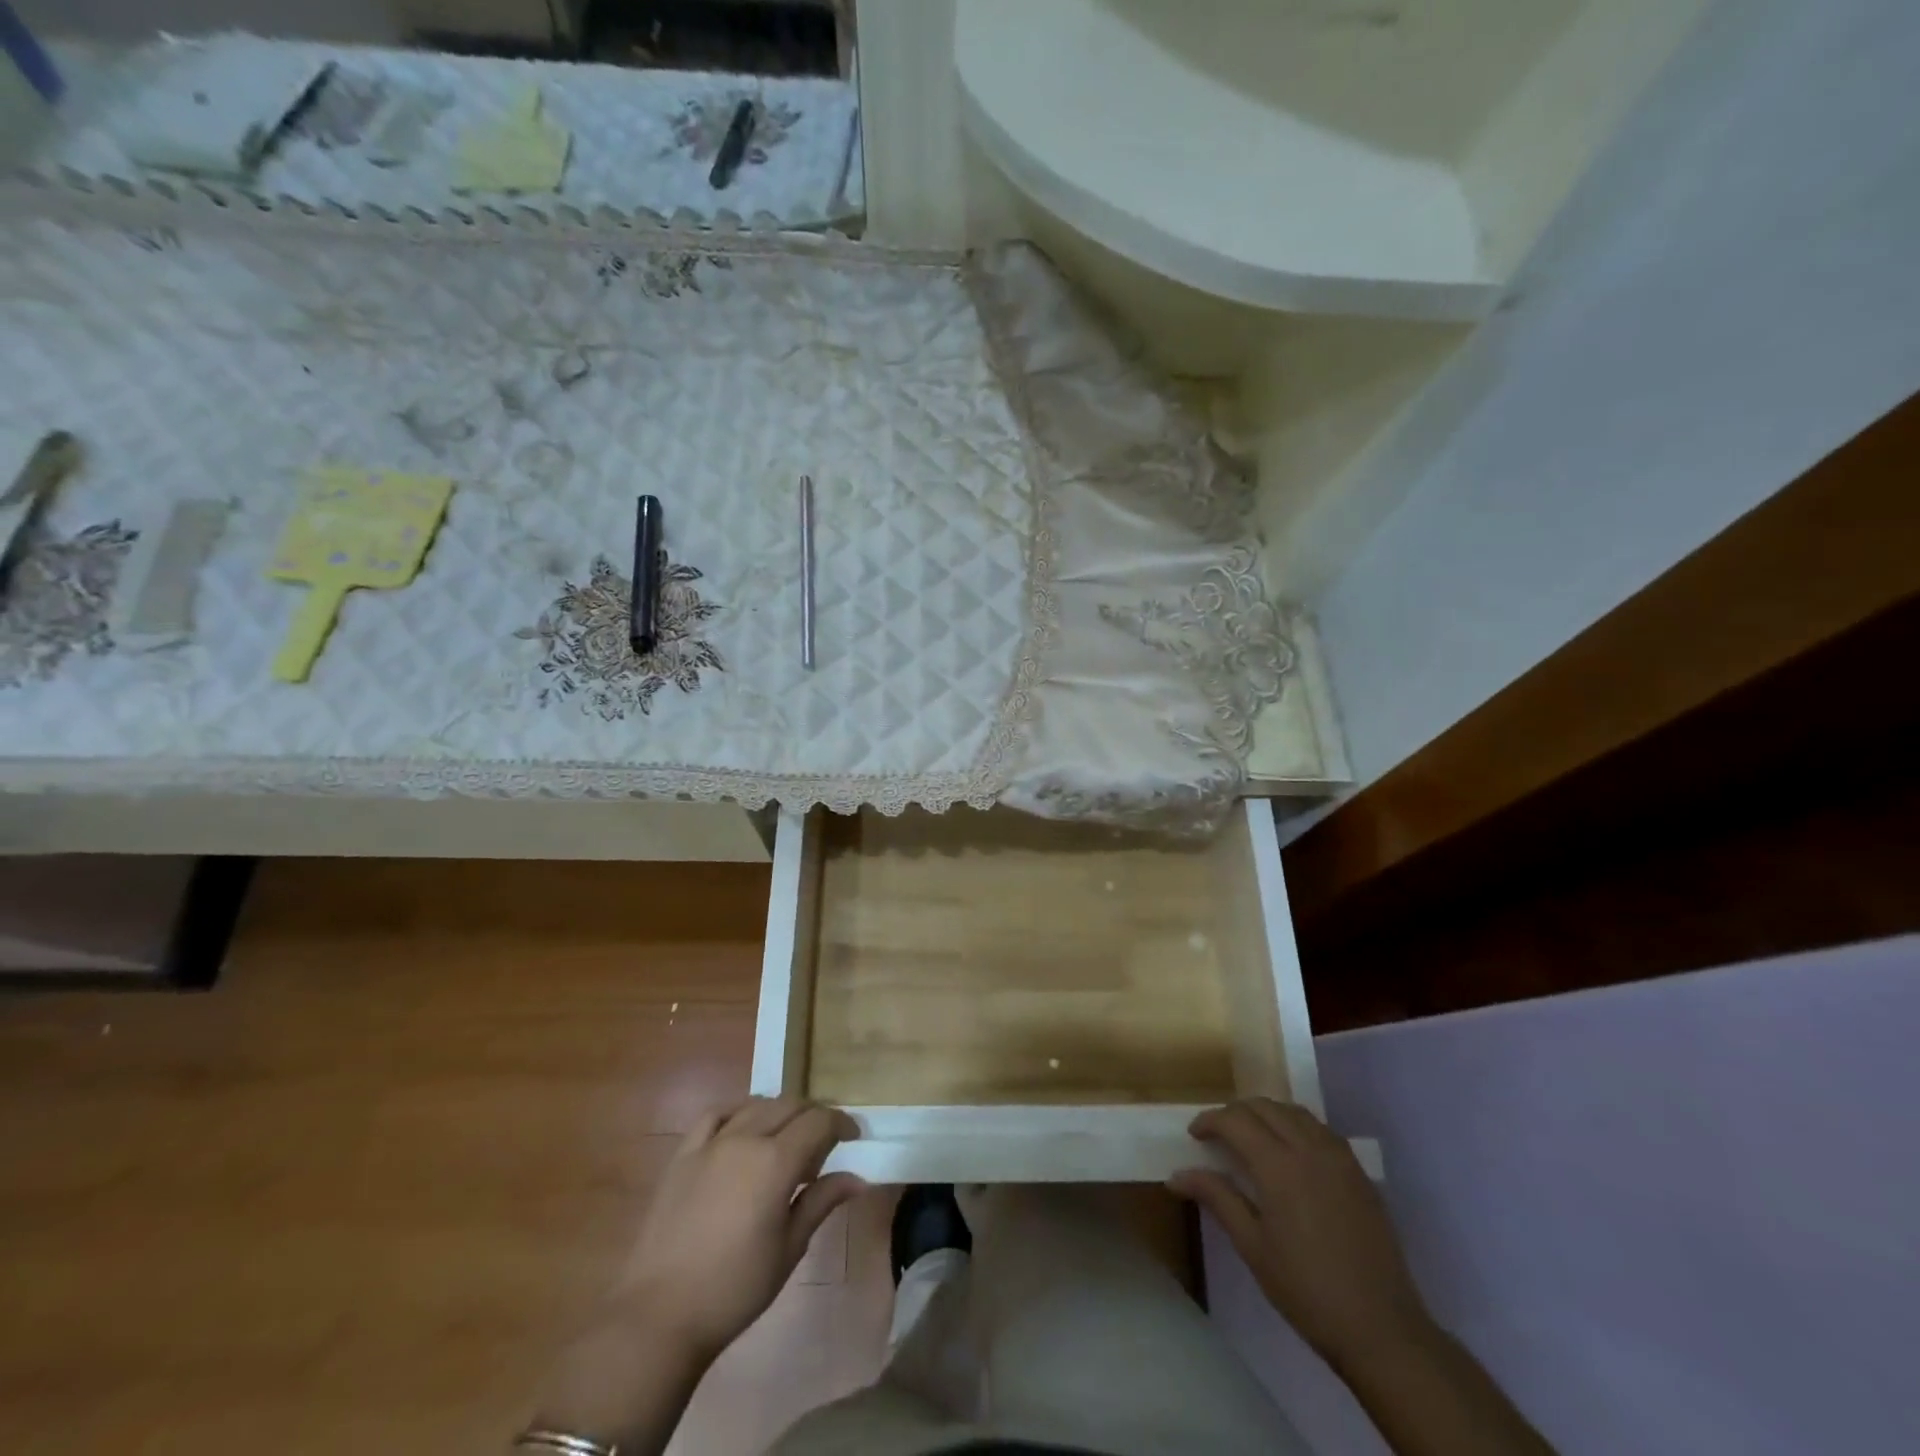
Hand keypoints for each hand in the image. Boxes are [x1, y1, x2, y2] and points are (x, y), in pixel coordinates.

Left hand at [614, 1095, 864, 1362]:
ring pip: (756, 1105)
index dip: (841, 1123)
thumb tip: (858, 1179)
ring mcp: (711, 1142)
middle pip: (790, 1105)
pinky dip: (738, 1111)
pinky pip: (716, 1114)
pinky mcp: (684, 1153)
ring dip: (780, 1112)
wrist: (660, 1315)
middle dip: (814, 1115)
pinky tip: (744, 1127)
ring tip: (787, 1137)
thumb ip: (822, 1202)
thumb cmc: (735, 1288)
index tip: (853, 1137)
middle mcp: (745, 1138)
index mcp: (776, 1161)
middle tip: (824, 1142)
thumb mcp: (789, 1248)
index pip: (819, 1122)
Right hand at [1171, 1098, 1430, 1365]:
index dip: (1210, 1121)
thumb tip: (1177, 1175)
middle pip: (1264, 1107)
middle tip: (1219, 1136)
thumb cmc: (1307, 1290)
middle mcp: (1309, 1148)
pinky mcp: (1359, 1173)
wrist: (1383, 1330)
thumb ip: (1217, 1199)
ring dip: (1267, 1115)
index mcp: (1279, 1165)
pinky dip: (1296, 1127)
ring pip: (1295, 1112)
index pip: (1236, 1120)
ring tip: (1252, 1139)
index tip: (1194, 1136)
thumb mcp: (1253, 1247)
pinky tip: (1291, 1155)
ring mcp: (1339, 1158)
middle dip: (1236, 1113)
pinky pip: (1321, 1130)